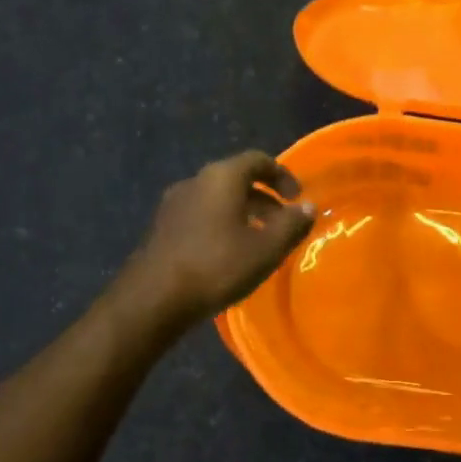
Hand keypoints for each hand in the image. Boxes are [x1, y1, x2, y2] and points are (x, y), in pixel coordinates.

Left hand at [122, 150, 316, 328]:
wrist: (151, 301)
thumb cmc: (216, 266)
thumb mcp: (266, 249)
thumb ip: (292, 225)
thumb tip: (309, 207)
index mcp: (222, 177)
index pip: (258, 160)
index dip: (282, 175)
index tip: (298, 197)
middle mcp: (196, 181)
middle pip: (237, 178)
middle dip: (264, 197)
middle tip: (283, 221)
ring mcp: (174, 204)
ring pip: (218, 198)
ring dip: (243, 212)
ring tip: (259, 240)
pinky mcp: (162, 227)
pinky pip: (201, 214)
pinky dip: (221, 223)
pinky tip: (228, 252)